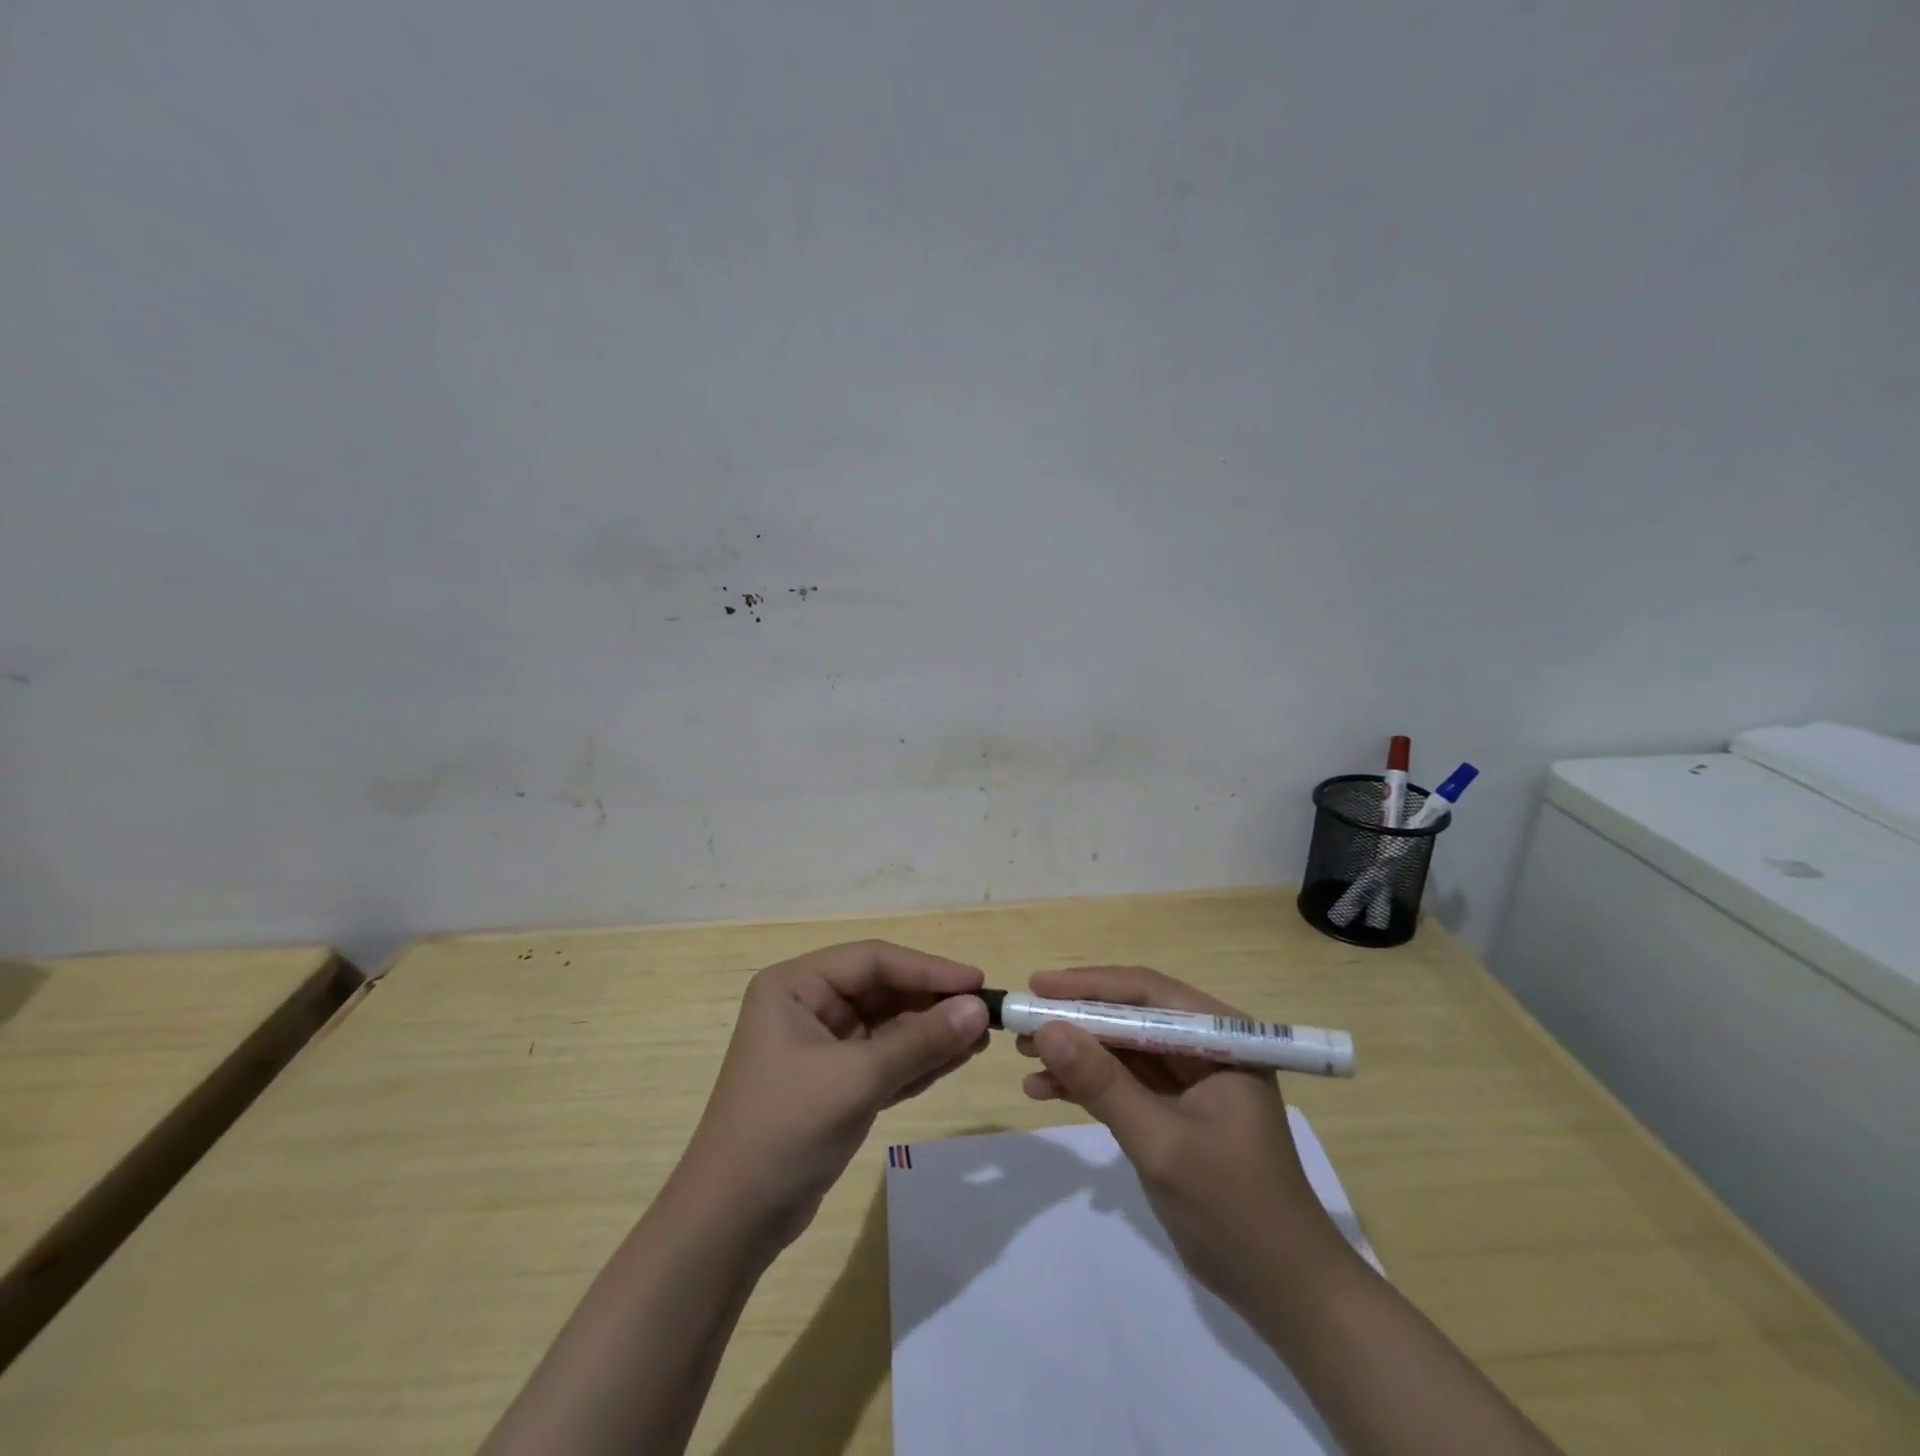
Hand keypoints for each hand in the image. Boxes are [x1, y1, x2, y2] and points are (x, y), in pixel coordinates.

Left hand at [680, 941, 989, 1249]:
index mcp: (796, 986)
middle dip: (931, 1004)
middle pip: (882, 990)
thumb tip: (978, 1009)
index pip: (873, 960)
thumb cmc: (786, 1129)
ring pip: (887, 1026)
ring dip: (930, 1033)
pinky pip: (883, 1058)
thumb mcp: (858, 1079)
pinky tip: (954, 1060)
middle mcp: (807, 1006)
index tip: (977, 982)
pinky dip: (916, 1061)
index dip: (927, 969)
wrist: (733, 1222)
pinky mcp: (833, 1082)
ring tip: (980, 1038)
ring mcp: (820, 1045)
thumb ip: (920, 1041)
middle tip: (985, 1015)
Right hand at [1016, 966, 1349, 1302]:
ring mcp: (1191, 1079)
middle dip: (1076, 1020)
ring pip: (1122, 1048)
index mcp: (1221, 1038)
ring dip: (1076, 1052)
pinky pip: (1124, 1083)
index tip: (1038, 987)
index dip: (1089, 985)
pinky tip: (1044, 1090)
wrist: (1282, 1291)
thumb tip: (1046, 1029)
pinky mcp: (1175, 1110)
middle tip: (1022, 1022)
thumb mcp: (1161, 1142)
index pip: (1147, 993)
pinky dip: (1087, 1085)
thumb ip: (1103, 1083)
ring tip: (1023, 1055)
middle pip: (1131, 1017)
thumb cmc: (1233, 1208)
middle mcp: (1206, 1047)